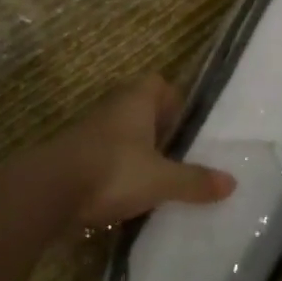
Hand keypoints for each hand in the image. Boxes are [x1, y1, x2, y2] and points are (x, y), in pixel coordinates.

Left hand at [50, 75, 234, 231]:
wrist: (49, 192)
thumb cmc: (113, 171)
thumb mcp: (161, 180)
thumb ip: (194, 181)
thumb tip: (232, 182)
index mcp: (135, 101)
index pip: (158, 83)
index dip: (174, 100)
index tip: (186, 127)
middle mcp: (112, 109)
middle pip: (140, 109)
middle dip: (158, 130)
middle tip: (177, 155)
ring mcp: (89, 133)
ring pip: (122, 135)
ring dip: (137, 152)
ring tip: (157, 179)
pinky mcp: (73, 157)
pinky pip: (104, 158)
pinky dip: (117, 172)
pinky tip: (128, 196)